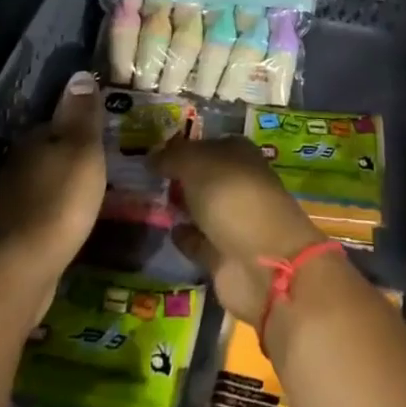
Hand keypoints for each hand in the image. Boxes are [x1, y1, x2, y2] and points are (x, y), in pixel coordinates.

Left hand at [0, 72, 106, 324]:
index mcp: (31, 140)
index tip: (104, 137)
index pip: (57, 122)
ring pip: (42, 182)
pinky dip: (54, 212)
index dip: (81, 127)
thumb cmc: (60, 201)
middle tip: (103, 166)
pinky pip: (39, 211)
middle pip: (48, 152)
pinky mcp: (11, 234)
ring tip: (91, 194)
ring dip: (62, 185)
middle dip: (71, 157)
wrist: (21, 271)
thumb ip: (82, 114)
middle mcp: (14, 165)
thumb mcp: (82, 150)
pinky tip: (70, 222)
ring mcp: (8, 201)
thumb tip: (79, 74)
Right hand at [149, 134, 324, 324]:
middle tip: (142, 176)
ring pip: (199, 207)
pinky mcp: (223, 255)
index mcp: (239, 154)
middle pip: (203, 176)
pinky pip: (197, 240)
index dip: (181, 146)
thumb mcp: (198, 164)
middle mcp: (237, 183)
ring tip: (146, 200)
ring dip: (179, 205)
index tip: (151, 151)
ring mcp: (232, 220)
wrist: (263, 263)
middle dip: (178, 176)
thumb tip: (151, 156)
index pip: (206, 143)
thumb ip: (173, 157)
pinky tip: (164, 229)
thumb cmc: (233, 198)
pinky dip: (184, 236)